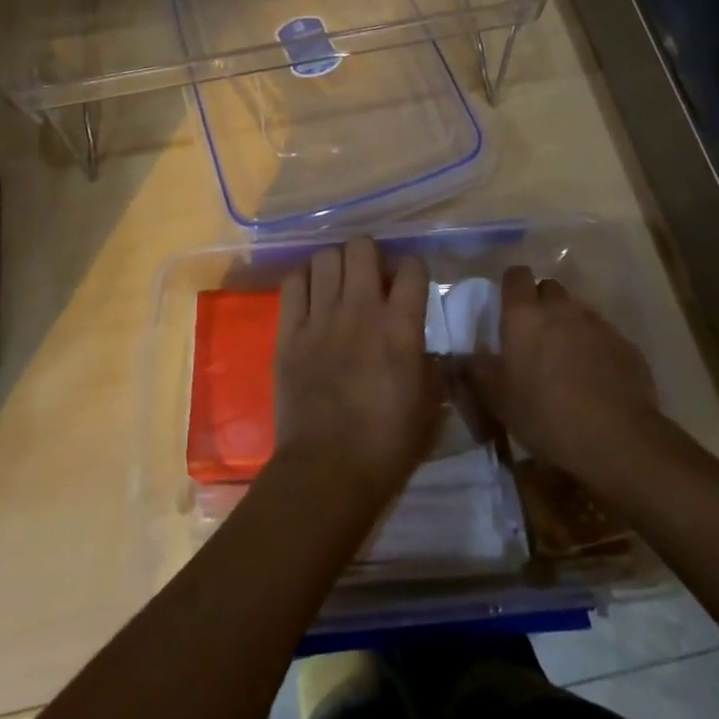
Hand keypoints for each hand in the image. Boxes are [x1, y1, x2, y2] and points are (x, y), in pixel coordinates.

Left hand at [272, 236, 439, 502]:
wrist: (327, 471)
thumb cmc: (387, 446)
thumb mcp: (428, 406)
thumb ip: (430, 366)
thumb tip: (425, 348)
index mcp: (401, 327)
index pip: (412, 267)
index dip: (412, 270)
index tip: (408, 285)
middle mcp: (360, 309)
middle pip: (362, 246)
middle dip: (370, 254)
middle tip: (369, 277)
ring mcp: (321, 317)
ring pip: (325, 256)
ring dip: (336, 264)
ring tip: (338, 283)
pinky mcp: (289, 330)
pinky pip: (294, 281)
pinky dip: (304, 279)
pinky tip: (311, 294)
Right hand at [468, 266, 669, 495]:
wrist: (616, 438)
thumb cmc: (546, 415)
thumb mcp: (499, 400)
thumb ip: (478, 371)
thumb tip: (461, 356)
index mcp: (524, 315)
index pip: (516, 275)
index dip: (512, 287)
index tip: (508, 307)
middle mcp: (560, 308)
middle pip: (549, 288)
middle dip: (541, 304)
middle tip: (535, 335)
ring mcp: (596, 323)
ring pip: (577, 310)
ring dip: (568, 325)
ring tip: (566, 359)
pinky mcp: (625, 344)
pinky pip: (603, 335)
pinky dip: (596, 347)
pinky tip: (595, 377)